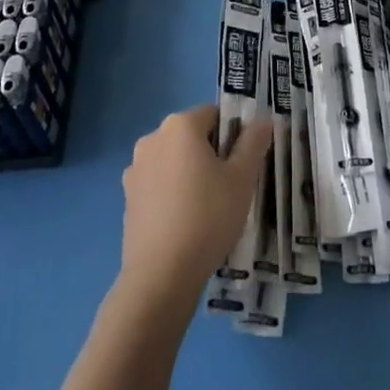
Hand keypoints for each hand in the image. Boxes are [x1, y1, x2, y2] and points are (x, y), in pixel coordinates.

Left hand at [118, 105, 272, 311]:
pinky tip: (184, 222)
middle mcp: (153, 138)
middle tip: (229, 188)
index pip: (214, 115)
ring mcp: (135, 168)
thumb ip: (253, 143)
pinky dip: (172, 193)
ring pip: (174, 161)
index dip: (233, 136)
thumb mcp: (242, 179)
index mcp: (180, 126)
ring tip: (207, 209)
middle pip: (191, 136)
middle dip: (211, 155)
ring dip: (190, 174)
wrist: (161, 275)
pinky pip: (158, 184)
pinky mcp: (127, 197)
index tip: (241, 165)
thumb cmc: (207, 217)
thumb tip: (263, 119)